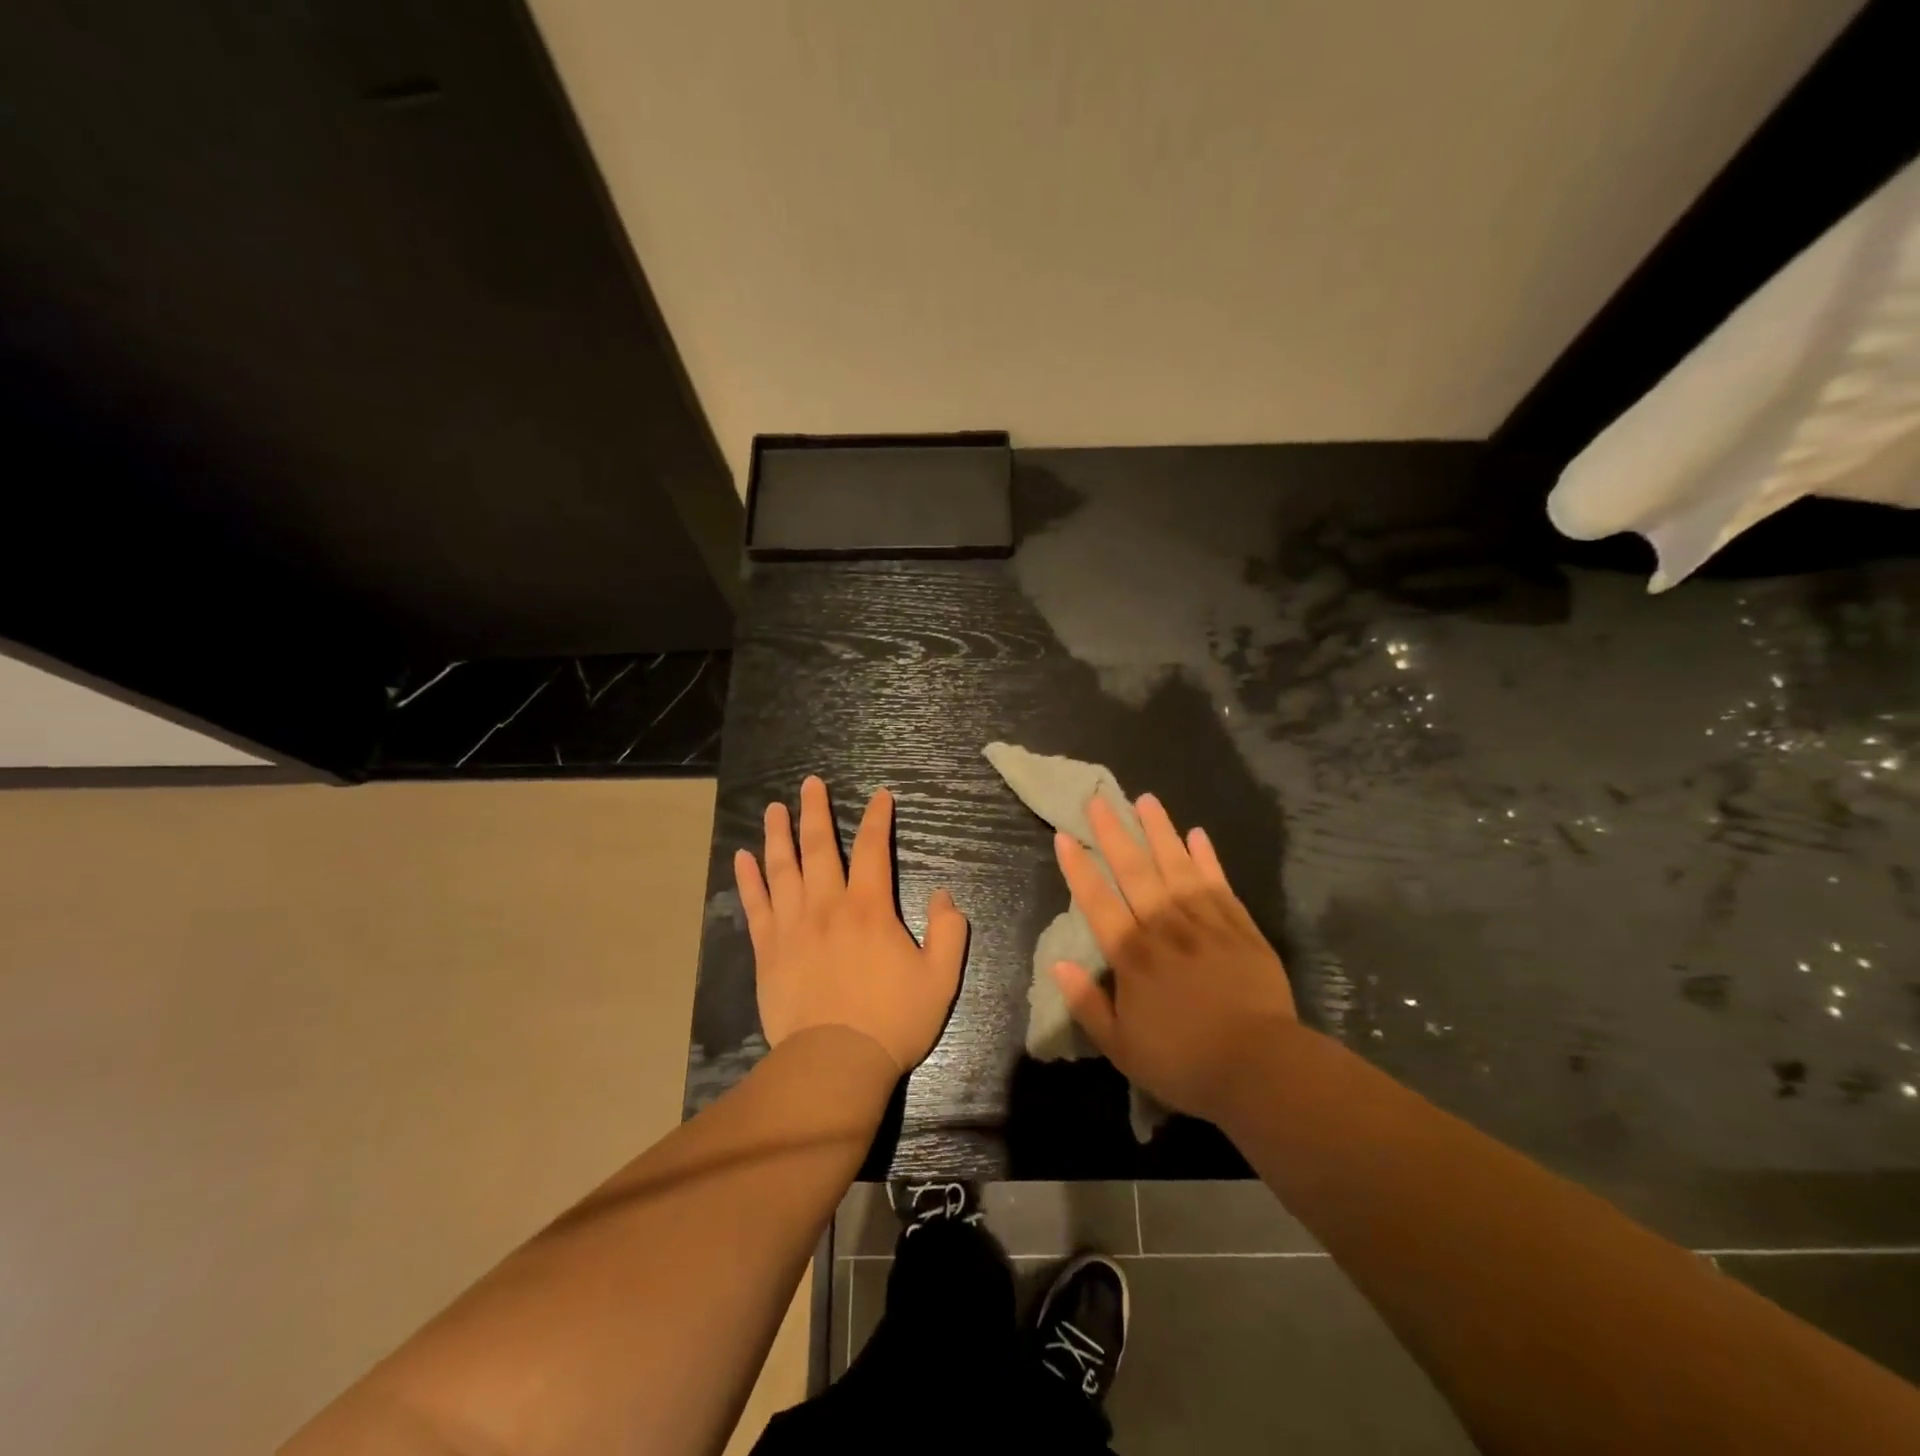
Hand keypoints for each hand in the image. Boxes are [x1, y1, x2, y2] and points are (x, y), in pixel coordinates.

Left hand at [734, 776, 967, 1074]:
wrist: (835, 1063)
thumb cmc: (892, 1021)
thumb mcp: (940, 979)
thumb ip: (948, 932)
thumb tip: (943, 895)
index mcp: (869, 909)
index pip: (873, 849)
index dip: (878, 818)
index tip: (880, 796)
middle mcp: (827, 906)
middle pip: (819, 847)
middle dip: (816, 811)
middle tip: (811, 783)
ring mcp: (792, 926)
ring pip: (782, 868)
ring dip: (778, 834)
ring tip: (775, 808)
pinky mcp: (767, 950)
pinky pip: (756, 905)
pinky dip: (748, 878)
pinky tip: (742, 857)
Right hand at [1050, 793, 1295, 1123]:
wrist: (1260, 1067)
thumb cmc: (1183, 1062)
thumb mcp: (1121, 1047)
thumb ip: (1087, 1003)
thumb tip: (1058, 964)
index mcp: (1132, 955)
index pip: (1097, 901)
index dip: (1078, 868)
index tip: (1064, 836)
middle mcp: (1164, 927)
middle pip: (1134, 870)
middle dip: (1114, 833)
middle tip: (1100, 799)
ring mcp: (1205, 922)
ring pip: (1176, 865)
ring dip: (1159, 831)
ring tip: (1146, 800)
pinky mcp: (1239, 926)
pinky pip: (1218, 882)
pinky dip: (1206, 857)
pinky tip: (1197, 834)